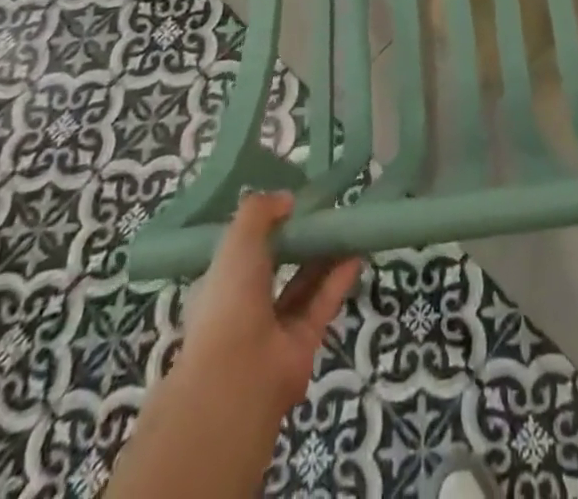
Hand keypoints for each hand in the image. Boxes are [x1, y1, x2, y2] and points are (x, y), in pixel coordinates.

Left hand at [176, 192, 363, 423]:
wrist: (238, 379)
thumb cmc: (229, 301)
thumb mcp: (237, 241)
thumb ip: (260, 211)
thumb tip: (287, 198)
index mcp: (221, 284)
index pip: (243, 251)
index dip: (265, 227)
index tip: (289, 204)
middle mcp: (246, 305)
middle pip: (278, 265)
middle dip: (300, 240)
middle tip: (324, 212)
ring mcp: (275, 327)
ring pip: (304, 283)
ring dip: (324, 256)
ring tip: (346, 226)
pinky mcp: (303, 342)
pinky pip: (322, 303)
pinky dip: (339, 278)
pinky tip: (356, 253)